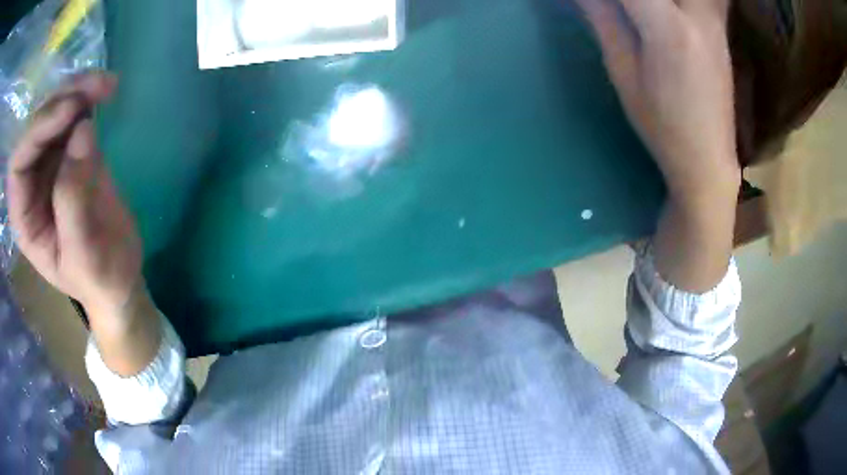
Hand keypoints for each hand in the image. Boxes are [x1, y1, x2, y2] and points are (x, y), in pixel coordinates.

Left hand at [7, 73, 142, 314]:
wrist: (119, 277)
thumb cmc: (98, 278)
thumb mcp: (84, 254)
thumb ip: (74, 199)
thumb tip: (83, 131)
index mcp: (25, 217)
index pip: (17, 165)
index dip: (36, 132)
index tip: (69, 112)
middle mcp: (32, 184)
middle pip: (36, 129)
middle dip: (61, 102)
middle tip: (94, 87)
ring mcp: (51, 165)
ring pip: (55, 113)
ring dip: (78, 91)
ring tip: (106, 84)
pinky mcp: (73, 153)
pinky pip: (74, 115)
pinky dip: (88, 97)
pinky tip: (106, 91)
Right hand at [575, 0, 740, 291]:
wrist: (708, 160)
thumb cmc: (663, 125)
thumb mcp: (624, 74)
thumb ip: (604, 20)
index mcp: (668, 28)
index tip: (591, 2)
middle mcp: (697, 15)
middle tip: (623, 10)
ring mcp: (713, 21)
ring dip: (653, 0)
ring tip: (640, 14)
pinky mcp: (719, 29)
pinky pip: (706, 0)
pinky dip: (678, 2)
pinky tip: (662, 13)